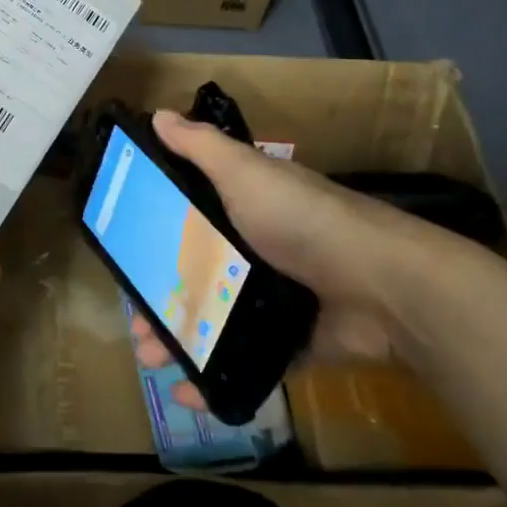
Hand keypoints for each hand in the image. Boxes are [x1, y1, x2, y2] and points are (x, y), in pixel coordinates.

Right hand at [134, 111, 486, 379]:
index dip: (152, 238)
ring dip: (179, 342)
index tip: (123, 258)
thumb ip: (202, 147)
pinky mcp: (292, 340)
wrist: (384, 286)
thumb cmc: (302, 220)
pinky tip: (189, 392)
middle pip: (194, 276)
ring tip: (151, 362)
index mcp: (243, 207)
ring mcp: (274, 298)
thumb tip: (158, 114)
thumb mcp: (246, 173)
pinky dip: (217, 376)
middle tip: (135, 327)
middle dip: (159, 302)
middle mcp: (255, 249)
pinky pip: (245, 359)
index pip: (186, 218)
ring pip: (214, 321)